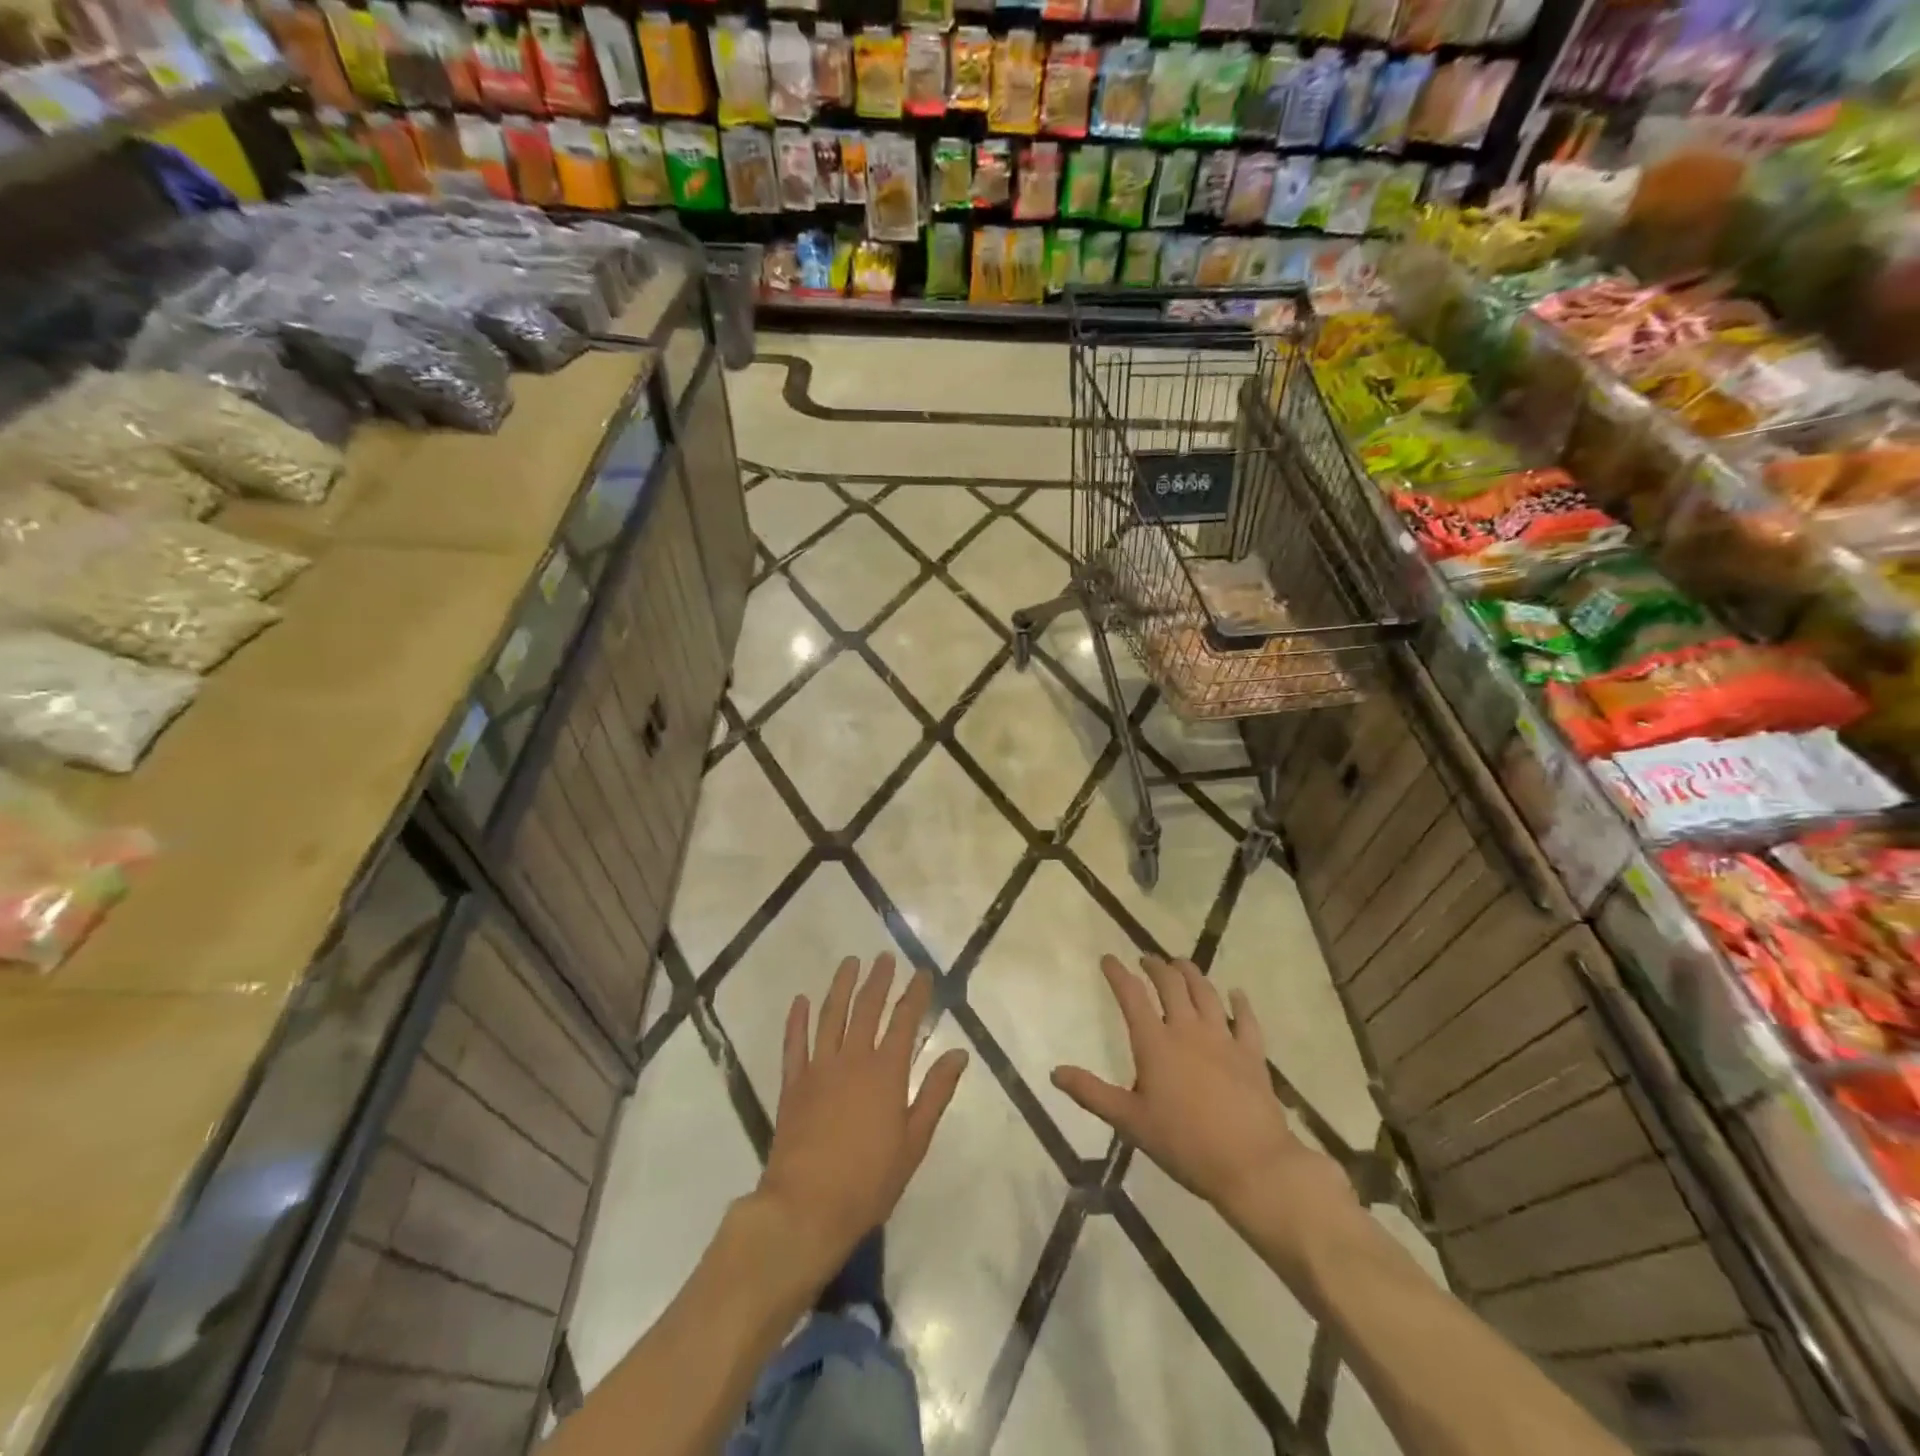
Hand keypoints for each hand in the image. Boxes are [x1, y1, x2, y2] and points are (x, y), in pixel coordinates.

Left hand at [757, 954, 968, 1284]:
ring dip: (841, 986)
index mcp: (886, 1072)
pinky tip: (800, 1000)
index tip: (922, 973)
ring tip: (849, 963)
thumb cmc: (869, 1180)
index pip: (905, 1020)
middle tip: (884, 957)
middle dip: (878, 979)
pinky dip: (797, 1019)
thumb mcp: (914, 1141)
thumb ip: (935, 1093)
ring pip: (830, 1015)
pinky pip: (794, 1043)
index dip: (915, 994)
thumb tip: (958, 1053)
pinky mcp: (792, 1084)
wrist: (807, 1207)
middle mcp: (853, 1059)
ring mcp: (818, 1068)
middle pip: (867, 1008)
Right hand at [1052, 955, 1354, 1238]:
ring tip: (1182, 964)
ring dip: (1191, 974)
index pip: (1132, 995)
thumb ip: (1091, 1093)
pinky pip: (1246, 1019)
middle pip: (1171, 985)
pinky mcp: (1251, 1053)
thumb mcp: (1130, 1121)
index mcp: (1155, 1043)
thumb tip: (1055, 1072)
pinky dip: (1240, 1003)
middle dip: (1156, 967)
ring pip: (1206, 993)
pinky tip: (1237, 993)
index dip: (1118, 973)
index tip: (1108, 958)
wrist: (1250, 1164)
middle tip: (1146, 959)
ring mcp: (1223, 1038)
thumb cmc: (1183, 1143)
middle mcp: (1188, 1029)